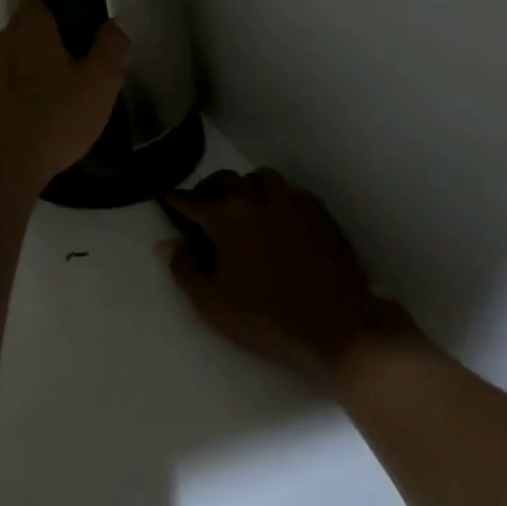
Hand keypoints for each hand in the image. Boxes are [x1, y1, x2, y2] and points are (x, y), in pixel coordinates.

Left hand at [0, 0, 129, 189]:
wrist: (2, 167)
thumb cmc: (54, 117)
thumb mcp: (100, 83)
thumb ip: (111, 47)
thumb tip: (113, 25)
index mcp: (28, 23)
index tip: (84, 17)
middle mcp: (2, 37)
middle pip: (32, 22)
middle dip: (58, 34)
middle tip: (88, 58)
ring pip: (22, 51)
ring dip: (43, 61)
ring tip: (71, 88)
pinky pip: (12, 76)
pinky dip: (29, 83)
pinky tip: (49, 108)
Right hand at [163, 169, 385, 383]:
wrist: (338, 327)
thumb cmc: (268, 318)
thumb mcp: (213, 304)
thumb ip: (185, 269)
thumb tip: (167, 243)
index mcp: (225, 217)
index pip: (192, 200)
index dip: (177, 200)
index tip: (170, 199)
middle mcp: (255, 199)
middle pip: (225, 180)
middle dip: (209, 188)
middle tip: (205, 204)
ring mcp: (290, 202)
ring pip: (261, 178)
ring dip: (247, 186)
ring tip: (245, 203)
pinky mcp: (319, 212)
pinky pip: (291, 191)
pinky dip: (278, 197)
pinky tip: (279, 215)